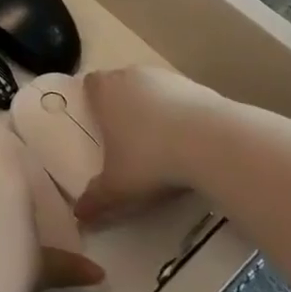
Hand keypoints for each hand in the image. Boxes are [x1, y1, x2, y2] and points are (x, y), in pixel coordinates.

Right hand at [74, 67, 221, 225]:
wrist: (210, 141)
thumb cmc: (150, 157)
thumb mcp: (118, 187)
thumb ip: (96, 199)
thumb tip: (79, 215)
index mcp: (105, 91)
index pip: (90, 84)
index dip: (92, 101)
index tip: (98, 123)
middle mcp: (131, 76)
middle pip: (120, 84)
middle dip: (122, 106)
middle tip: (127, 139)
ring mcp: (166, 77)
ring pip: (151, 89)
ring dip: (153, 109)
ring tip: (160, 143)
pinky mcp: (196, 85)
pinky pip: (180, 98)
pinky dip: (180, 114)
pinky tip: (188, 142)